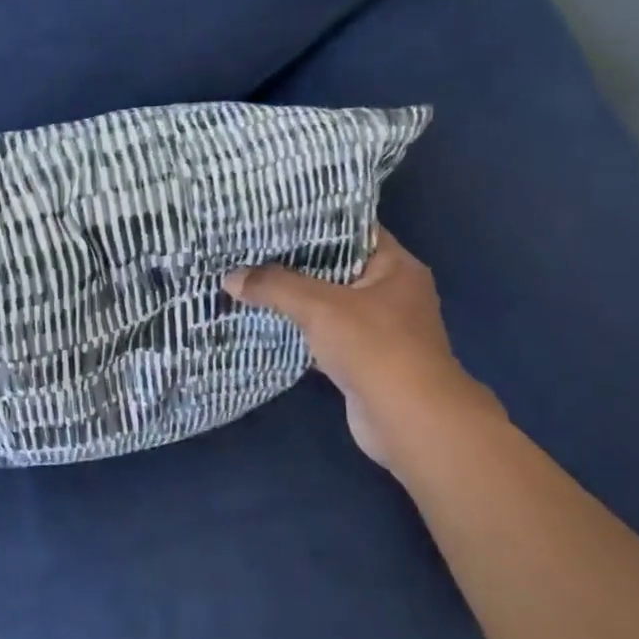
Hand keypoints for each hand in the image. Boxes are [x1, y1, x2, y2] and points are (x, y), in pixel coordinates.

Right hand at [223, 229, 491, 467]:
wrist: (408, 420)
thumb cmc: (375, 348)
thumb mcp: (320, 307)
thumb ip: (274, 286)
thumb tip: (230, 277)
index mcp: (395, 266)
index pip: (351, 230)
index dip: (312, 221)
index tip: (271, 217)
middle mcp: (391, 292)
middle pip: (335, 266)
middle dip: (293, 261)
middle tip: (248, 248)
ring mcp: (378, 328)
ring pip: (326, 303)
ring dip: (292, 297)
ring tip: (248, 279)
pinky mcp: (362, 359)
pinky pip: (323, 333)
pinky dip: (297, 328)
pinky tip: (263, 320)